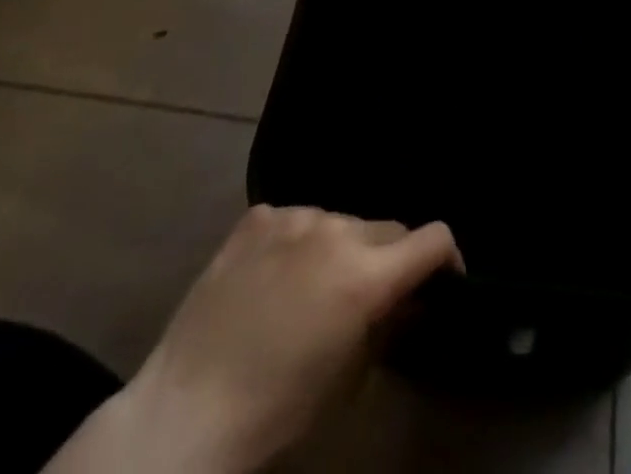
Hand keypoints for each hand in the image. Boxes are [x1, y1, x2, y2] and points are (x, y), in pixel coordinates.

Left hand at [55, 207, 459, 473]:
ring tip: (315, 288)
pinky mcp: (257, 217)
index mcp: (366, 273)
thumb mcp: (350, 378)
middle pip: (387, 227)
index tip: (441, 282)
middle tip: (372, 297)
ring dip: (342, 249)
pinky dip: (299, 243)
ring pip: (341, 222)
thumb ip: (388, 324)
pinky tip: (275, 278)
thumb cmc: (277, 411)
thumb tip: (409, 300)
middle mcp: (336, 229)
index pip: (434, 237)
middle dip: (391, 259)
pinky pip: (296, 220)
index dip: (446, 259)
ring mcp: (293, 216)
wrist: (184, 414)